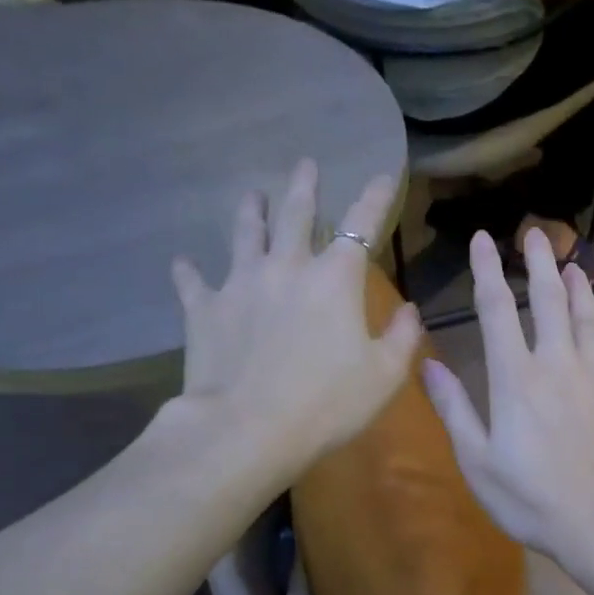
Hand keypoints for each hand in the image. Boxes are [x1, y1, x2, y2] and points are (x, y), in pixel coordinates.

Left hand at [165, 159, 419, 478]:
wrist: (248, 430)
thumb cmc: (327, 403)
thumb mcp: (384, 376)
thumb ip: (403, 337)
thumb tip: (410, 309)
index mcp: (334, 280)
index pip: (361, 225)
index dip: (375, 198)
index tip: (383, 175)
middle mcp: (286, 268)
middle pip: (296, 216)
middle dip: (304, 189)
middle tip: (305, 164)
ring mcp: (240, 285)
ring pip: (245, 236)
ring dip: (251, 213)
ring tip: (252, 194)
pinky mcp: (204, 310)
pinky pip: (193, 283)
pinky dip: (189, 272)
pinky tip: (183, 263)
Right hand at [422, 227, 593, 566]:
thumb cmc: (533, 500)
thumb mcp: (477, 461)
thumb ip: (455, 409)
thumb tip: (429, 363)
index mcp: (515, 377)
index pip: (496, 310)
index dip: (488, 271)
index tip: (484, 239)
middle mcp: (558, 364)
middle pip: (548, 301)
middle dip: (539, 264)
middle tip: (536, 233)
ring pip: (590, 320)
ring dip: (581, 290)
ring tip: (575, 265)